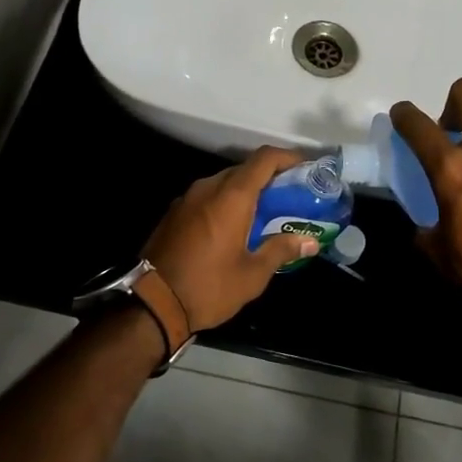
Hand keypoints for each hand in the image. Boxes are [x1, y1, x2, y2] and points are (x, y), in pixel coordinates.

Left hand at [142, 147, 322, 332]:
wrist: (151, 304)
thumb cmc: (209, 287)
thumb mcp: (253, 274)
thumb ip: (282, 249)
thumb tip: (310, 240)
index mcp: (232, 196)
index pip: (264, 159)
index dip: (287, 158)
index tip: (305, 169)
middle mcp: (208, 187)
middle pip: (244, 169)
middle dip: (269, 178)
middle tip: (289, 198)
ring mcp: (187, 198)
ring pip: (223, 183)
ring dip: (245, 192)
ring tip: (264, 215)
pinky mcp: (174, 213)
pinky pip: (207, 197)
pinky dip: (224, 203)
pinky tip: (232, 228)